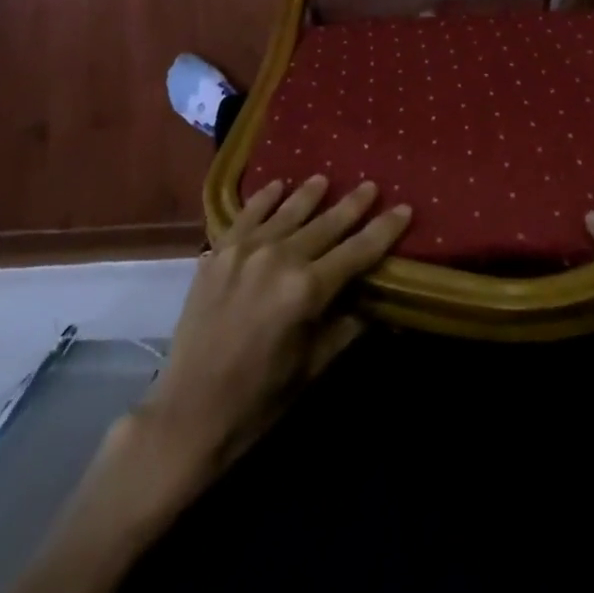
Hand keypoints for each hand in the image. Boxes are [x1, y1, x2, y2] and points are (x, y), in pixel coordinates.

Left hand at [140, 176, 411, 479]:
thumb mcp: (313, 367)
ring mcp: (245, 250)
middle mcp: (279, 258)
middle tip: (371, 185)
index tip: (404, 208)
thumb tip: (375, 303)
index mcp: (307, 290)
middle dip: (352, 205)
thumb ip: (346, 327)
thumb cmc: (259, 400)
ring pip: (287, 212)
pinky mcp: (218, 252)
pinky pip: (247, 215)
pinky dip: (264, 198)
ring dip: (310, 194)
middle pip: (326, 224)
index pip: (357, 251)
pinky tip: (278, 185)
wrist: (189, 413)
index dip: (384, 229)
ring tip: (326, 179)